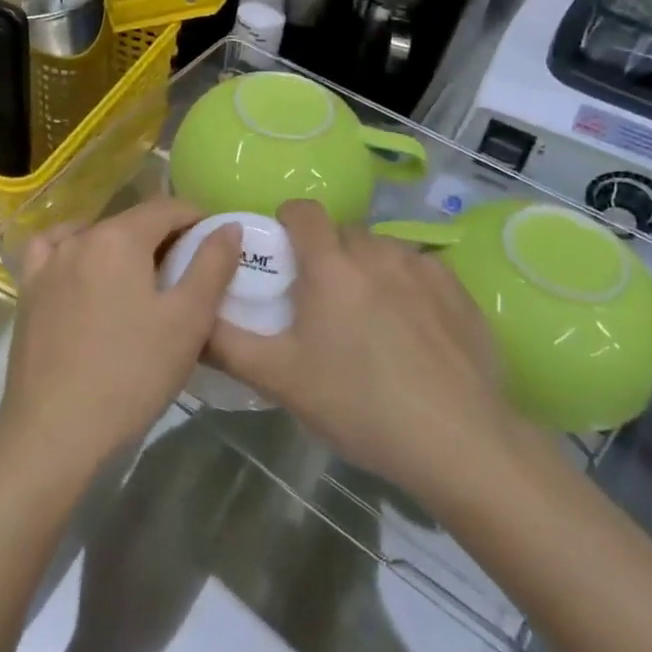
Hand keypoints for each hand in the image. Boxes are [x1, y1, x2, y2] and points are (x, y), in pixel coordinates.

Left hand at [0, 198, 238, 487]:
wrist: (55, 431)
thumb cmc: (131, 374)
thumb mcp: (188, 321)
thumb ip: (212, 265)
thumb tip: (228, 226)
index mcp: (119, 237)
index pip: (167, 208)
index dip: (197, 219)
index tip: (215, 244)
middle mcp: (79, 238)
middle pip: (131, 221)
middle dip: (164, 236)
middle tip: (187, 272)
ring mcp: (47, 263)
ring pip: (95, 236)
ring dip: (123, 246)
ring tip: (141, 280)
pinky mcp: (28, 290)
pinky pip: (54, 252)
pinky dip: (76, 251)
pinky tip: (85, 271)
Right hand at [206, 200, 523, 508]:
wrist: (460, 441)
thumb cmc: (360, 405)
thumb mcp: (281, 379)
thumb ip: (227, 344)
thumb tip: (192, 321)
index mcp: (331, 265)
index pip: (302, 210)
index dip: (286, 223)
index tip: (283, 256)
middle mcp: (377, 252)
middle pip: (343, 233)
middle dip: (327, 255)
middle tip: (322, 304)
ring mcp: (423, 268)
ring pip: (383, 251)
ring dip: (368, 269)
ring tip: (370, 321)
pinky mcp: (459, 290)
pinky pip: (420, 271)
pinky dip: (407, 287)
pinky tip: (414, 334)